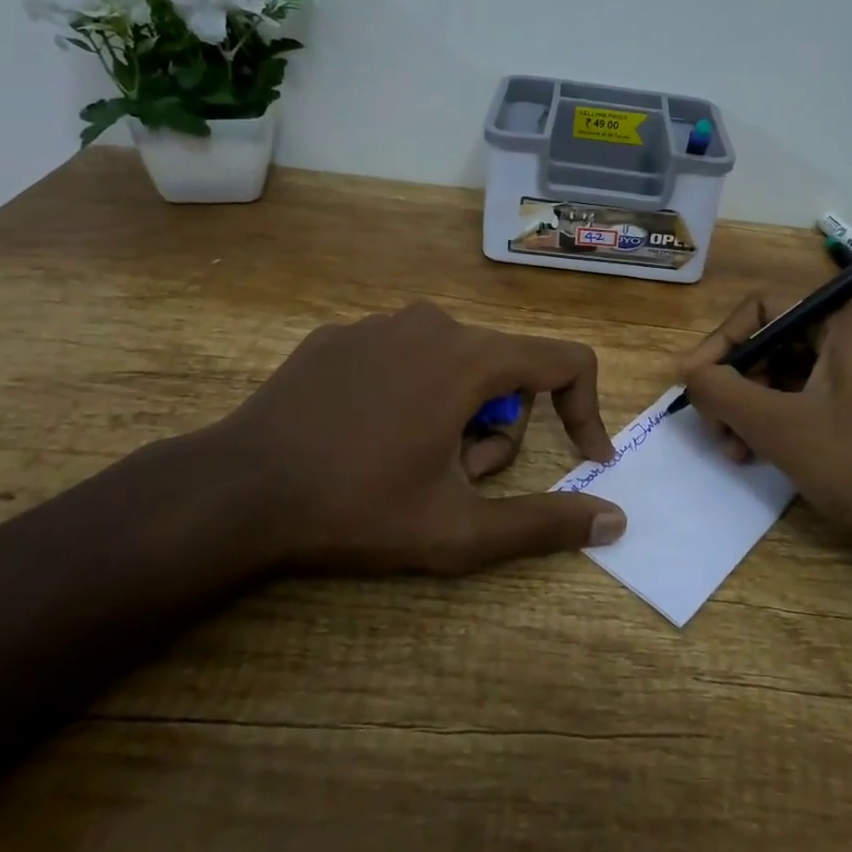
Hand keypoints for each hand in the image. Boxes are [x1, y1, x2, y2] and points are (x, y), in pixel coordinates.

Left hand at [180, 302, 626, 577]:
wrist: (236, 491)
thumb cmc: (357, 508)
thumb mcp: (460, 529)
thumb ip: (545, 523)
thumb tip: (615, 520)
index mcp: (470, 357)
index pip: (565, 361)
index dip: (586, 409)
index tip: (584, 459)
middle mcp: (433, 322)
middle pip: (505, 371)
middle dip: (499, 430)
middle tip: (457, 480)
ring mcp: (381, 323)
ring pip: (456, 363)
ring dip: (455, 414)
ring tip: (409, 462)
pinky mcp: (342, 334)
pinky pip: (405, 357)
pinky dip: (410, 395)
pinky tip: (365, 437)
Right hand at [680, 293, 851, 567]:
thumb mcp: (780, 425)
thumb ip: (723, 391)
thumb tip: (687, 372)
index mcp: (847, 319)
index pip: (764, 307)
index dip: (720, 342)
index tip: (692, 382)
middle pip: (777, 341)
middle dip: (736, 382)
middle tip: (712, 424)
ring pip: (793, 374)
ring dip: (754, 406)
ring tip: (732, 449)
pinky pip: (816, 400)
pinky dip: (783, 422)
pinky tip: (759, 456)